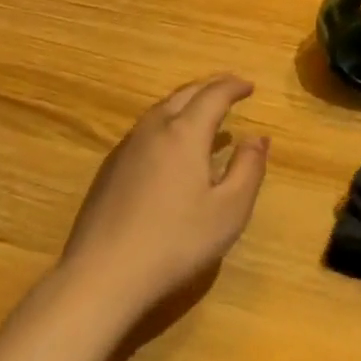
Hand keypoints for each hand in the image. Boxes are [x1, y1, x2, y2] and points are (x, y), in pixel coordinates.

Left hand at [57, 75, 269, 320]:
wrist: (103, 274)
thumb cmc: (176, 242)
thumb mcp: (230, 210)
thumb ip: (248, 168)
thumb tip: (257, 137)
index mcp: (185, 133)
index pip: (214, 95)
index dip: (234, 86)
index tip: (250, 86)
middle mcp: (154, 130)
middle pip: (184, 94)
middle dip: (209, 87)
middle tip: (229, 88)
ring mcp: (127, 148)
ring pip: (160, 110)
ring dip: (186, 103)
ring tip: (203, 114)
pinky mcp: (110, 169)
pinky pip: (145, 130)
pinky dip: (167, 123)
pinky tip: (170, 147)